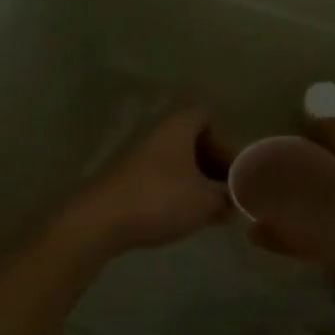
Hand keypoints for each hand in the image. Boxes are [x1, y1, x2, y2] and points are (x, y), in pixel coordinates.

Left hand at [63, 105, 231, 255]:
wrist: (98, 219)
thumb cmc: (159, 199)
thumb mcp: (205, 202)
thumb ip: (227, 199)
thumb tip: (236, 201)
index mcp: (177, 126)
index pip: (205, 114)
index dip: (225, 140)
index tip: (234, 169)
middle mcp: (155, 133)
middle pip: (191, 138)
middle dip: (213, 163)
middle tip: (226, 192)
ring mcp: (136, 156)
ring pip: (174, 160)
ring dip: (195, 180)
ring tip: (208, 209)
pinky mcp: (123, 179)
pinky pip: (158, 176)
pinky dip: (175, 190)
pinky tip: (181, 216)